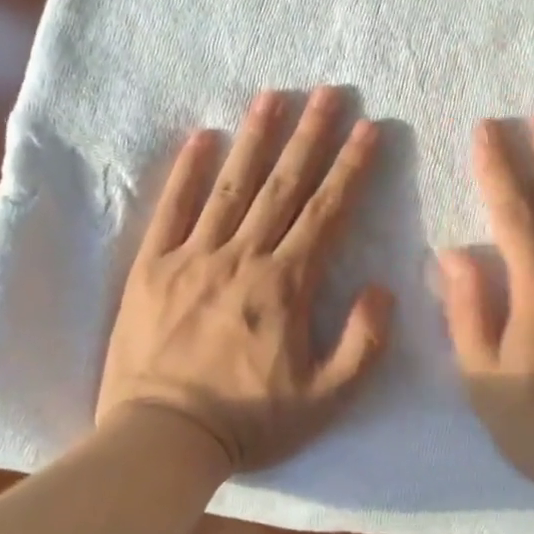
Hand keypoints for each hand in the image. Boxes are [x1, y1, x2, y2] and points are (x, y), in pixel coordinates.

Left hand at [97, 87, 394, 472]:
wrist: (161, 440)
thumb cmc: (249, 421)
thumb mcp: (326, 399)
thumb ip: (363, 343)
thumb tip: (382, 288)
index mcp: (285, 285)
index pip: (327, 212)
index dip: (352, 167)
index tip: (369, 128)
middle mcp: (241, 257)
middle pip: (283, 185)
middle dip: (310, 136)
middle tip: (328, 92)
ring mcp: (192, 257)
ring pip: (231, 185)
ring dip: (255, 138)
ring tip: (273, 96)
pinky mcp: (151, 267)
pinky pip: (171, 209)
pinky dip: (186, 171)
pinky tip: (201, 136)